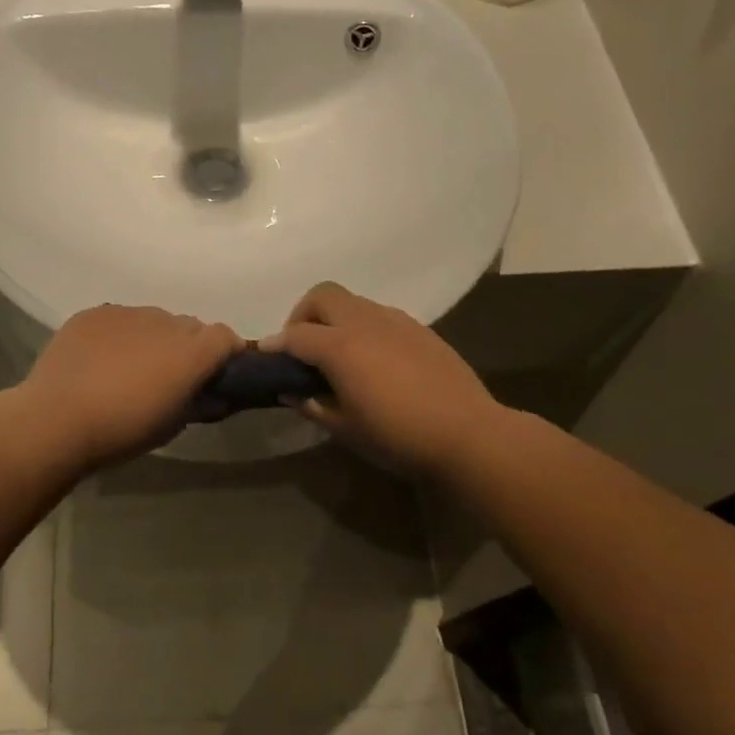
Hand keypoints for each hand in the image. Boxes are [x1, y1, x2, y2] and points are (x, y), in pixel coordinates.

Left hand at [19, 304, 241, 470]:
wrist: (56, 420)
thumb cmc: (122, 431)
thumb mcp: (172, 426)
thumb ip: (199, 404)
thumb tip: (214, 396)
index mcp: (191, 351)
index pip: (225, 336)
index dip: (225, 353)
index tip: (215, 374)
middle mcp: (165, 322)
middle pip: (189, 327)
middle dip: (187, 347)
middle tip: (168, 377)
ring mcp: (127, 313)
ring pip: (153, 320)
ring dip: (152, 339)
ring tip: (129, 368)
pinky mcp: (94, 313)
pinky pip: (118, 320)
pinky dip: (119, 335)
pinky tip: (100, 360)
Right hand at [260, 282, 497, 475]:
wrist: (469, 434)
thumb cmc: (399, 437)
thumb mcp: (347, 429)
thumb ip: (314, 405)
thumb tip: (291, 391)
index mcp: (341, 347)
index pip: (295, 335)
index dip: (275, 344)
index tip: (265, 355)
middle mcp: (365, 323)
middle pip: (323, 296)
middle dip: (303, 315)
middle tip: (303, 348)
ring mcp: (396, 321)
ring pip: (353, 301)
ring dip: (335, 318)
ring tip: (338, 352)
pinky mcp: (420, 329)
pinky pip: (380, 315)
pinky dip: (363, 326)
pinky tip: (374, 358)